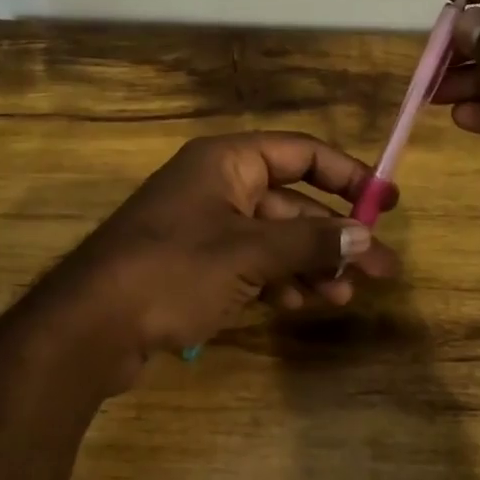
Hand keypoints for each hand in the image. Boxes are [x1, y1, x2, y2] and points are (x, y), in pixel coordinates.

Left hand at [32, 133, 400, 379]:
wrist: (92, 326)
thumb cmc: (173, 271)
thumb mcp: (249, 253)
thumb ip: (309, 242)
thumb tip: (366, 235)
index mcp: (226, 162)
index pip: (300, 153)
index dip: (347, 175)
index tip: (387, 203)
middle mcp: (216, 187)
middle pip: (291, 203)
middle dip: (334, 236)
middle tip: (382, 269)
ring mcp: (203, 229)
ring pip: (273, 239)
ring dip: (310, 265)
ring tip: (343, 296)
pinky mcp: (194, 267)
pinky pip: (249, 265)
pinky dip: (277, 281)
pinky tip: (299, 305)